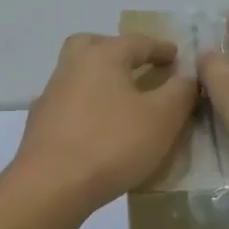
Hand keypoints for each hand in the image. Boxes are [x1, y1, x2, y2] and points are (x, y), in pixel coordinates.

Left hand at [12, 32, 197, 210]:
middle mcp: (72, 67)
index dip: (161, 48)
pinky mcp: (40, 124)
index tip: (176, 56)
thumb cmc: (112, 144)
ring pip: (78, 74)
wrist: (51, 186)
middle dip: (118, 52)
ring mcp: (51, 96)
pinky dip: (87, 107)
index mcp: (102, 56)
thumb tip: (188, 76)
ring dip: (100, 80)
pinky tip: (99, 128)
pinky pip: (70, 104)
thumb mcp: (162, 118)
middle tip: (137, 67)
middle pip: (94, 46)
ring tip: (123, 101)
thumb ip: (180, 92)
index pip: (137, 42)